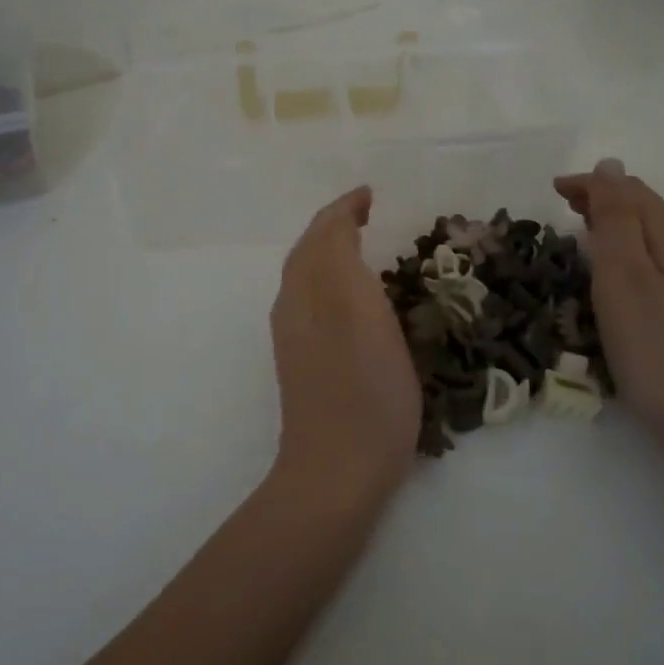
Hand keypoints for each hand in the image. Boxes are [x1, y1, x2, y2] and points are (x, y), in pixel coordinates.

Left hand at [269, 186, 420, 511]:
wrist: (336, 469)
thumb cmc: (365, 393)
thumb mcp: (363, 317)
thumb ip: (343, 265)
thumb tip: (337, 227)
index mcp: (310, 290)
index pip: (321, 232)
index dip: (344, 209)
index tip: (370, 195)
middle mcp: (294, 305)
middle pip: (308, 250)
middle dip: (333, 224)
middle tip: (365, 213)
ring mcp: (294, 335)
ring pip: (306, 273)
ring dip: (328, 248)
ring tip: (360, 242)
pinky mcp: (301, 360)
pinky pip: (310, 296)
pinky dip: (327, 275)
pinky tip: (348, 292)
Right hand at [553, 159, 663, 442]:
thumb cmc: (657, 348)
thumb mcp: (625, 277)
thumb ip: (616, 219)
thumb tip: (611, 165)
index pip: (632, 192)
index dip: (592, 184)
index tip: (552, 190)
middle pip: (646, 211)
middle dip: (604, 200)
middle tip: (562, 207)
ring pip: (652, 238)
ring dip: (615, 227)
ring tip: (582, 235)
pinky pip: (657, 264)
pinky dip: (628, 254)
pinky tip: (615, 277)